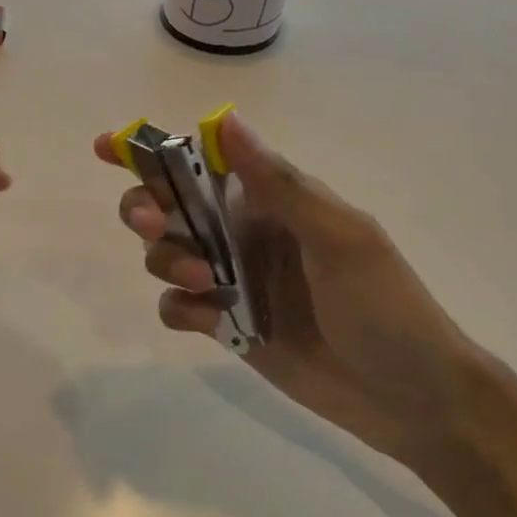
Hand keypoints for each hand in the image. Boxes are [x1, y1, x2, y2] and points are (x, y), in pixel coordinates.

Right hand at [95, 110, 486, 463]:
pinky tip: (206, 319)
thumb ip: (279, 183)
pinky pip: (178, 306)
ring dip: (168, 259)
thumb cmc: (383, 305)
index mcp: (273, 200)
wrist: (409, 396)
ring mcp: (233, 279)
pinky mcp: (227, 325)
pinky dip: (179, 307)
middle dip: (148, 208)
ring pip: (165, 254)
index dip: (153, 151)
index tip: (107, 147)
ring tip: (204, 281)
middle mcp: (244, 232)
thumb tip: (225, 119)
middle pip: (169, 206)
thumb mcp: (338, 236)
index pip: (205, 162)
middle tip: (153, 224)